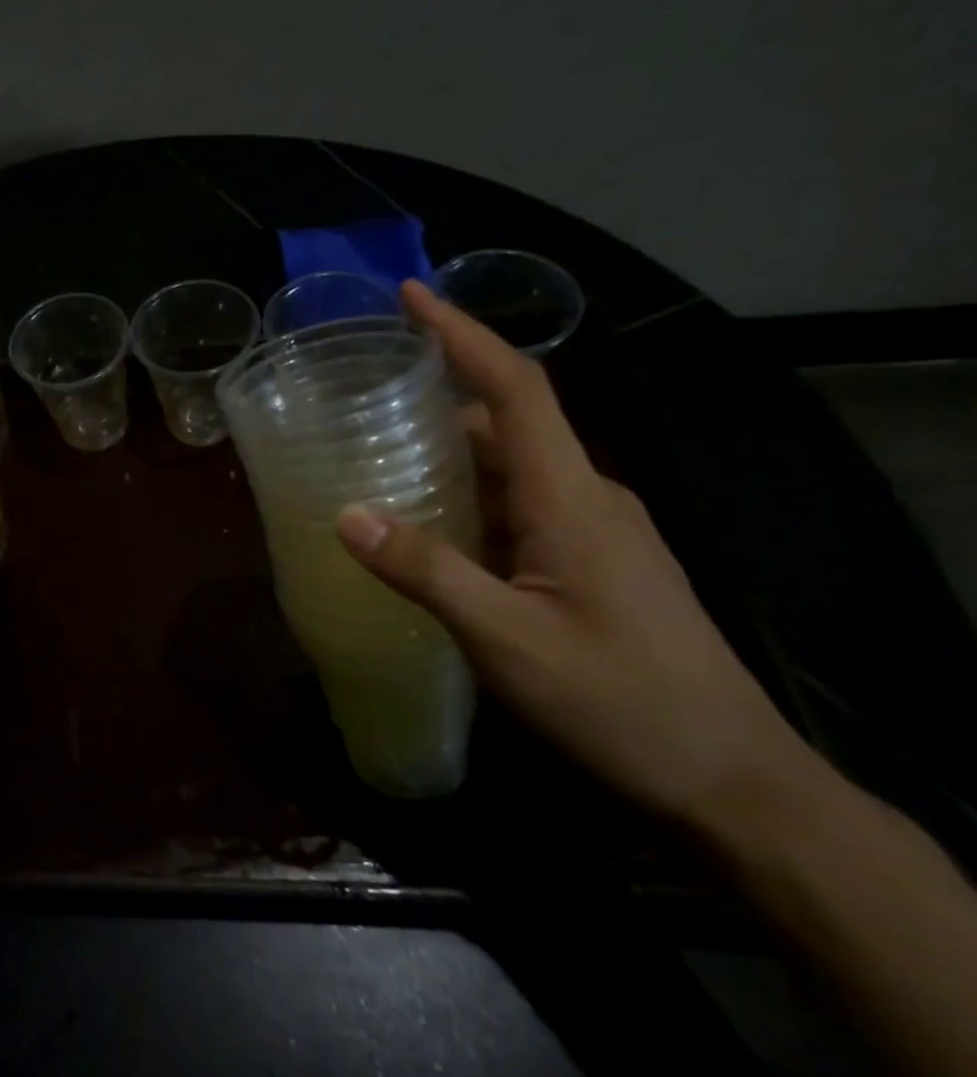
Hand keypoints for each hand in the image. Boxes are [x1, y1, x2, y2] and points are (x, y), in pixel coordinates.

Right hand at [334, 281, 812, 830]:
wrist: (730, 781)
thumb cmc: (618, 701)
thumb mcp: (505, 638)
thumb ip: (425, 570)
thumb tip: (347, 513)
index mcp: (569, 495)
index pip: (516, 388)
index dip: (463, 334)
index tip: (412, 296)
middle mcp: (585, 496)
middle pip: (504, 423)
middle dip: (434, 401)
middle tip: (360, 401)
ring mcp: (593, 530)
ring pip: (509, 469)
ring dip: (447, 456)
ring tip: (376, 462)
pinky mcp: (591, 562)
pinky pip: (518, 506)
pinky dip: (466, 500)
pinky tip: (426, 531)